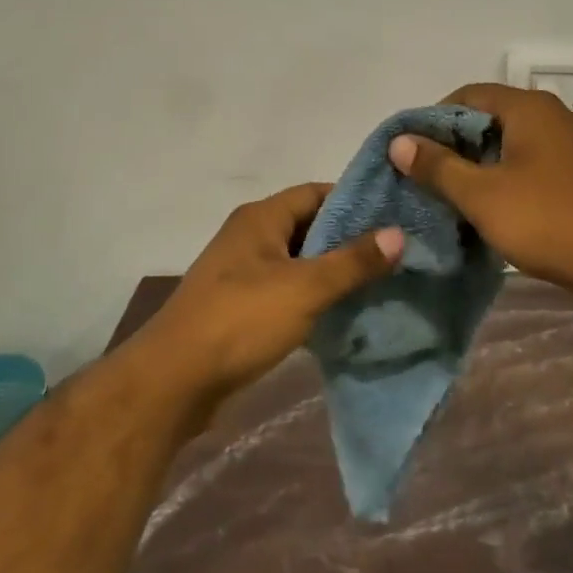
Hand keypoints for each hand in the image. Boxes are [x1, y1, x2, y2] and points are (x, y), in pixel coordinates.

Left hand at [143, 183, 403, 399]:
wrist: (175, 379)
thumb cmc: (241, 320)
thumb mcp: (305, 288)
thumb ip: (352, 261)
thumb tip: (398, 234)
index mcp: (261, 218)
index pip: (316, 192)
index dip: (355, 201)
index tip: (395, 216)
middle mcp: (250, 235)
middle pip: (308, 225)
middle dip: (348, 239)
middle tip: (394, 253)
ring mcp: (242, 271)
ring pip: (298, 260)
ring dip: (332, 270)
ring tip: (378, 282)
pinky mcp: (240, 305)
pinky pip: (286, 289)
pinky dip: (312, 296)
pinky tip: (342, 312)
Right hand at [388, 83, 572, 316]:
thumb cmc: (549, 221)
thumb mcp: (482, 195)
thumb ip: (437, 166)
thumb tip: (399, 141)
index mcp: (530, 108)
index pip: (469, 94)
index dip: (434, 118)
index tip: (414, 150)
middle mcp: (556, 116)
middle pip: (493, 117)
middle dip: (457, 144)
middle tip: (430, 176)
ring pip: (515, 143)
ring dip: (484, 164)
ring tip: (458, 195)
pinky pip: (537, 163)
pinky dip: (511, 177)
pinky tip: (500, 209)